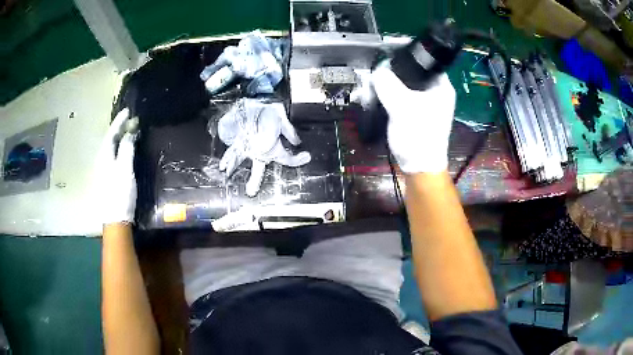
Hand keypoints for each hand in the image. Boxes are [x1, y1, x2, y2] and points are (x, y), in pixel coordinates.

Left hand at [100, 108, 137, 224]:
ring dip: (118, 139)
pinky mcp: (107, 179)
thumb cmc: (120, 194)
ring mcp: (103, 171)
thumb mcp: (125, 170)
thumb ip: (127, 149)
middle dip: (118, 128)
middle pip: (109, 140)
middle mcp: (101, 161)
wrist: (115, 220)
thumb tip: (130, 132)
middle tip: (129, 120)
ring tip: (127, 132)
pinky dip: (118, 149)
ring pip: (110, 149)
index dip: (119, 122)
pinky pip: (112, 156)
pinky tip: (123, 150)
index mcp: (104, 156)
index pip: (111, 133)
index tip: (128, 111)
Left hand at [217, 100, 310, 196]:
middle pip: (258, 168)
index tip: (306, 157)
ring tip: (229, 175)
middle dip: (254, 180)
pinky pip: (232, 151)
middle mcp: (259, 149)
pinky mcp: (237, 140)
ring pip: (241, 160)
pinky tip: (223, 166)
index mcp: (272, 147)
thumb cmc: (268, 109)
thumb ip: (288, 131)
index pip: (286, 158)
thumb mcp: (281, 118)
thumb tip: (297, 141)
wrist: (256, 99)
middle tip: (251, 192)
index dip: (297, 160)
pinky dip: (227, 158)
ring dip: (235, 167)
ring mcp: (247, 145)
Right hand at [371, 65, 455, 172]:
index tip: (387, 58)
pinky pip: (402, 98)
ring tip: (374, 86)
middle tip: (378, 75)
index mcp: (441, 86)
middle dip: (393, 73)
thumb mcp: (401, 105)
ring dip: (390, 85)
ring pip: (405, 85)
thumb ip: (388, 84)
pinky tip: (379, 97)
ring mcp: (427, 104)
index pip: (424, 61)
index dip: (405, 57)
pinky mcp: (417, 114)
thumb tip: (378, 70)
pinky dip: (391, 96)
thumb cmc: (417, 134)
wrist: (419, 167)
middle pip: (412, 73)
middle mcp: (437, 92)